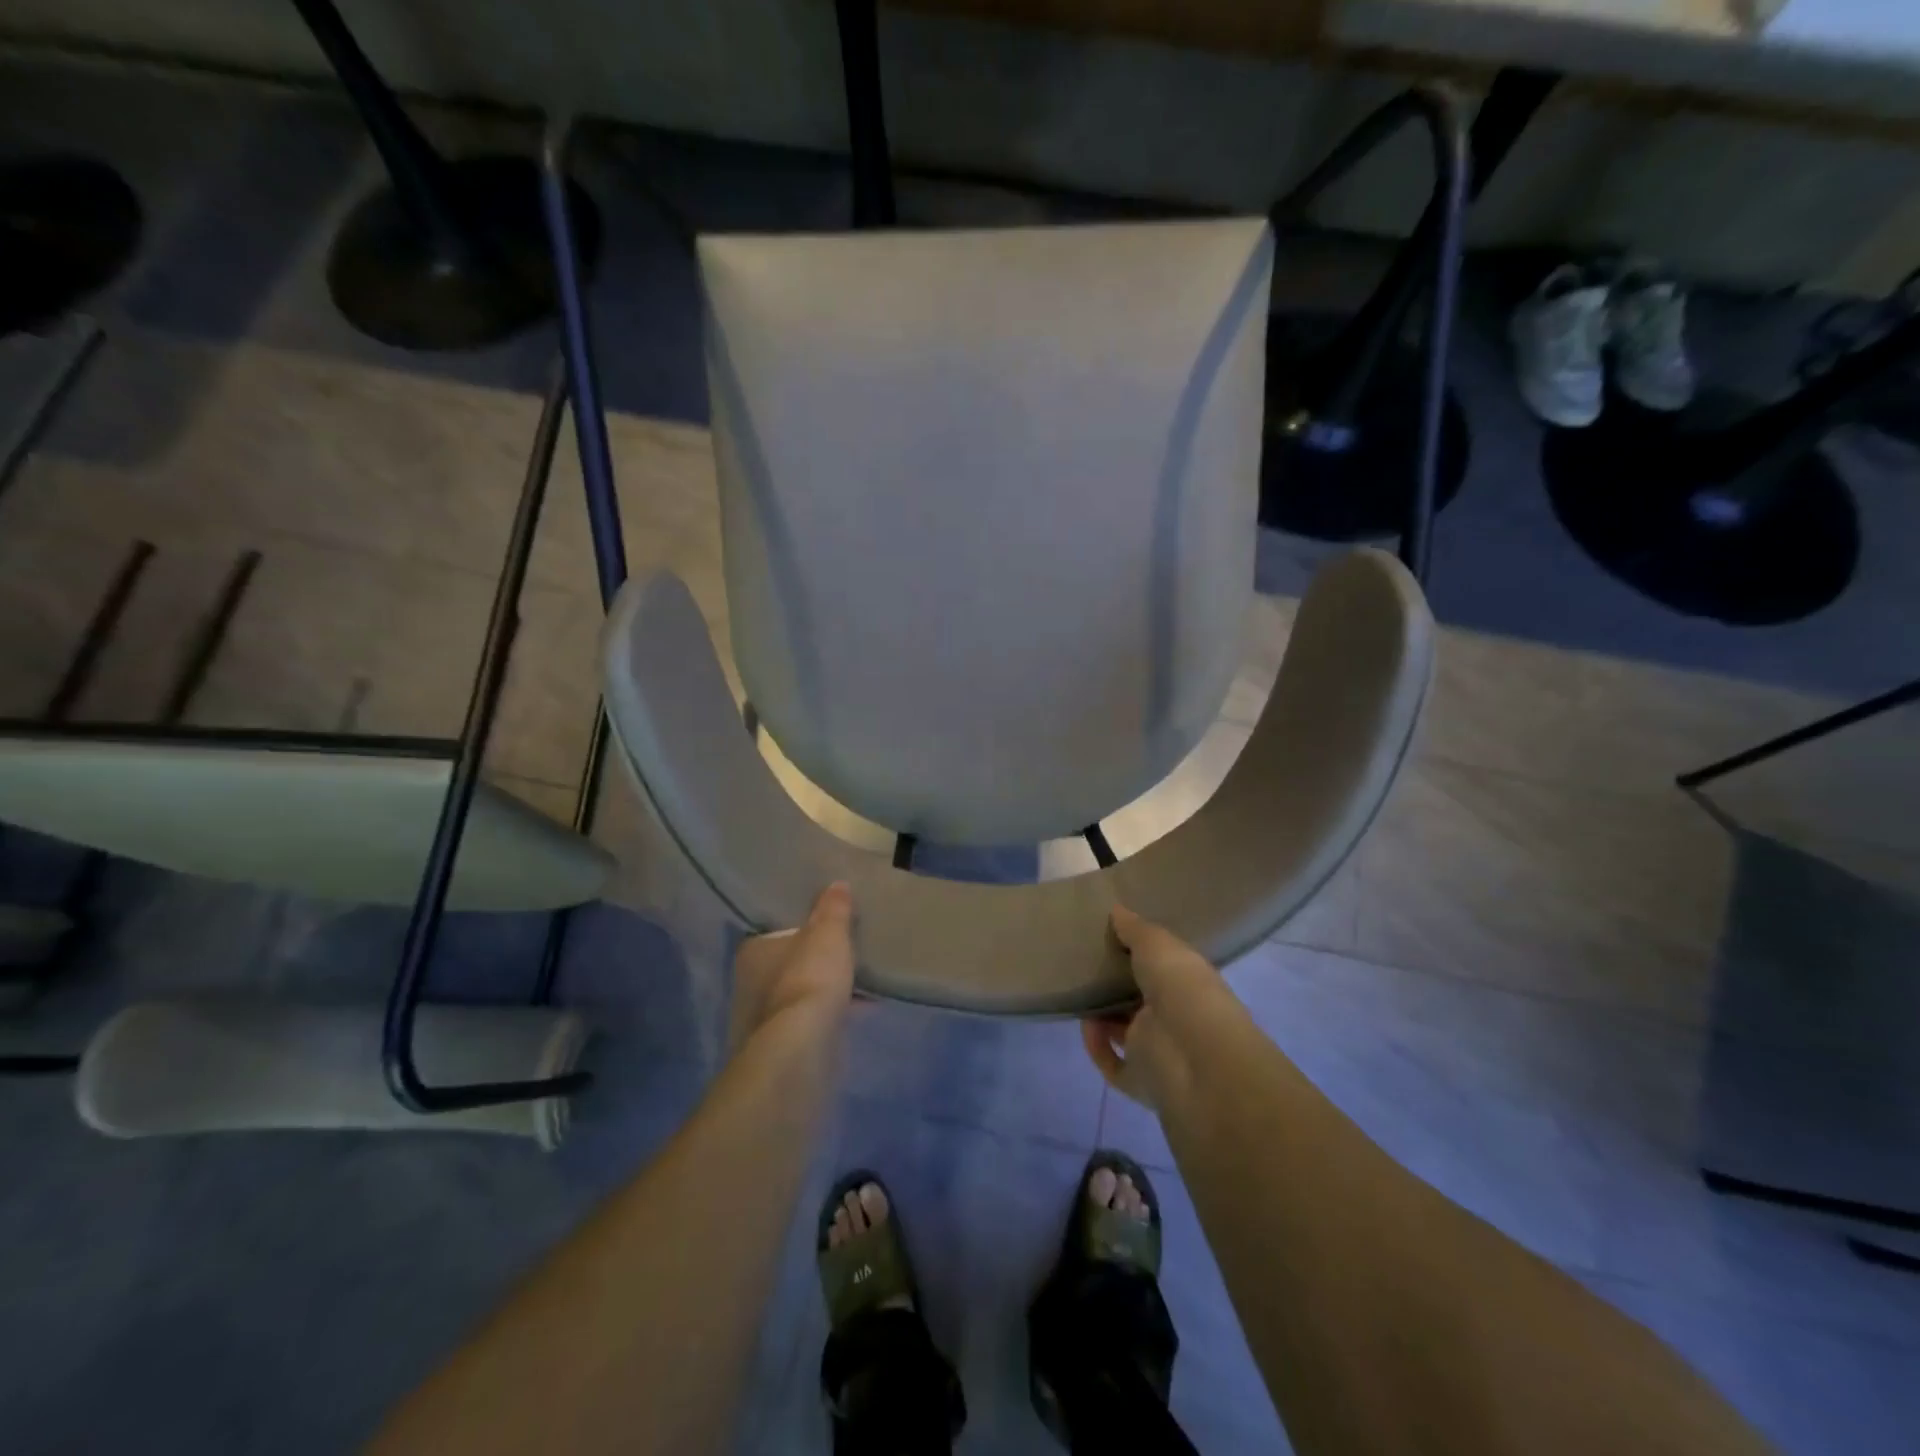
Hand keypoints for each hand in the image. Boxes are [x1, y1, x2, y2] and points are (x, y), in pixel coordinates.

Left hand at [728, 883, 855, 1055]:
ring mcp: (765, 1019)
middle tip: (847, 950)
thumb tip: (837, 885)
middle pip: (789, 964)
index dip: (802, 928)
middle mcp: (750, 984)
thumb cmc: (809, 978)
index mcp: (753, 951)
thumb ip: (833, 909)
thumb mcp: (829, 933)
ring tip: (861, 979)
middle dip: (816, 961)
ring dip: (827, 989)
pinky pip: (814, 1019)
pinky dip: (835, 1012)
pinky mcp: (784, 1046)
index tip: (827, 926)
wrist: (803, 1047)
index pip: (777, 932)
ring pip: (802, 994)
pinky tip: (863, 1008)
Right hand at [1082, 905, 1231, 1111]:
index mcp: (1187, 982)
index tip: (1112, 937)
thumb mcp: (1158, 945)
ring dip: (1103, 1016)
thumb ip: (1135, 929)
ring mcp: (1159, 1051)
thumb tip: (1116, 910)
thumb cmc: (1183, 990)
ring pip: (1126, 1032)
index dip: (1141, 953)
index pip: (1164, 966)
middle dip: (1117, 985)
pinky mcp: (1140, 1081)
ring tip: (1079, 993)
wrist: (1195, 1058)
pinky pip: (1113, 1065)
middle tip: (1086, 965)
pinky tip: (1086, 1026)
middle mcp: (1175, 1016)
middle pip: (1141, 999)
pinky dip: (1097, 1048)